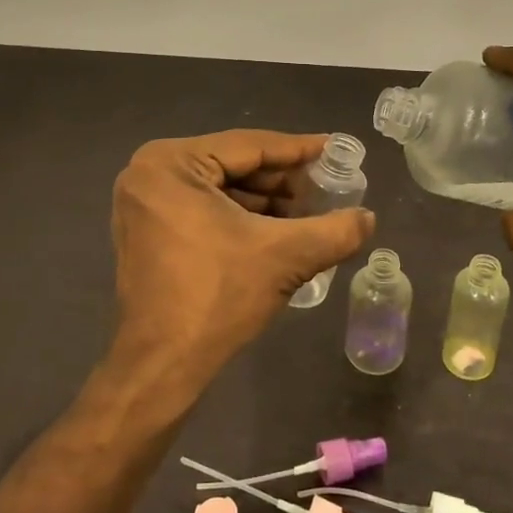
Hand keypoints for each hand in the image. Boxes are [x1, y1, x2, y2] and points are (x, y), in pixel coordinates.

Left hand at [108, 130, 374, 386]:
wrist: (161, 366)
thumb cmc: (216, 298)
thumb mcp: (284, 257)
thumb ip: (334, 231)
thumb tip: (368, 219)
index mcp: (171, 163)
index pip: (250, 146)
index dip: (299, 150)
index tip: (336, 151)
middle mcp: (149, 172)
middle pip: (234, 165)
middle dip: (283, 182)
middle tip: (327, 191)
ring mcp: (143, 202)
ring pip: (221, 188)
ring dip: (266, 202)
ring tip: (309, 217)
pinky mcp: (147, 230)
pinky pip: (204, 208)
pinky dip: (241, 218)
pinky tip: (278, 233)